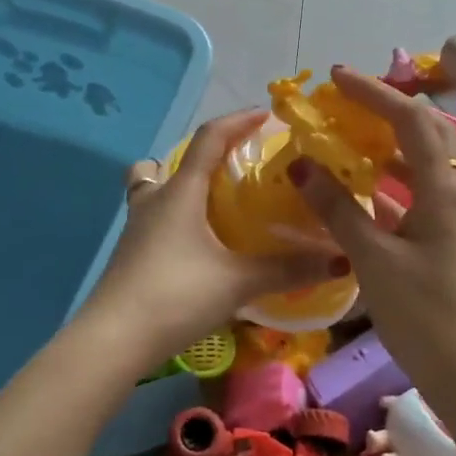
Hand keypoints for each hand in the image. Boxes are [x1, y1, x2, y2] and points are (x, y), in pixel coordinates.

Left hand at [83, 109, 344, 363]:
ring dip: (181, 186)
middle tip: (239, 168)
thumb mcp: (238, 282)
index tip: (266, 115)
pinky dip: (175, 217)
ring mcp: (137, 226)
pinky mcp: (131, 252)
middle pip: (174, 161)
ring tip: (214, 205)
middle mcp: (155, 199)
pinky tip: (198, 244)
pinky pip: (153, 217)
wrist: (114, 339)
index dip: (238, 121)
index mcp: (181, 191)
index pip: (210, 138)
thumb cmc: (177, 295)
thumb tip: (340, 260)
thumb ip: (288, 270)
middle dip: (206, 156)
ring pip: (154, 188)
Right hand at [289, 66, 455, 381]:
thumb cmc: (421, 313)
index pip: (410, 119)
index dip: (373, 92)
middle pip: (426, 129)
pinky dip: (387, 177)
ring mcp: (450, 214)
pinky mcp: (441, 235)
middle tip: (345, 101)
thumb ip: (336, 208)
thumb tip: (301, 163)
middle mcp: (452, 191)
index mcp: (442, 189)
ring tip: (349, 135)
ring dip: (388, 140)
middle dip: (386, 107)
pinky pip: (415, 189)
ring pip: (422, 158)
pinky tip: (359, 188)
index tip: (335, 78)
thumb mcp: (371, 258)